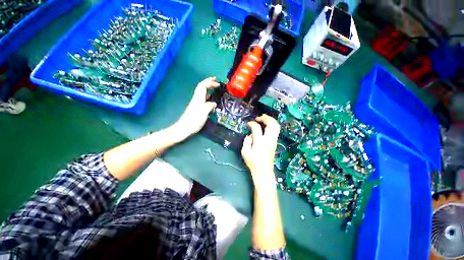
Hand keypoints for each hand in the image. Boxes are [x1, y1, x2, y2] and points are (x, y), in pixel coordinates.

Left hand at [174, 77, 219, 138]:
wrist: (184, 128)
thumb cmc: (194, 120)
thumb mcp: (204, 112)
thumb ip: (210, 106)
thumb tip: (214, 103)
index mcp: (198, 98)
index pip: (202, 86)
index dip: (209, 82)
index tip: (216, 81)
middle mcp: (196, 99)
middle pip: (201, 87)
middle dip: (208, 83)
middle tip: (216, 82)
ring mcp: (195, 103)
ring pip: (202, 92)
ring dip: (208, 88)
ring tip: (214, 88)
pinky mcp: (196, 108)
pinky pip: (202, 98)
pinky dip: (207, 95)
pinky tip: (210, 99)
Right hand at [241, 114, 280, 188]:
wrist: (263, 172)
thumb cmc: (253, 162)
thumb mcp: (245, 152)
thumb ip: (247, 141)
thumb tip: (251, 134)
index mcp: (260, 142)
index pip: (257, 128)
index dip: (252, 123)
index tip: (248, 124)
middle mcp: (269, 140)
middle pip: (272, 124)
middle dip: (265, 118)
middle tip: (258, 117)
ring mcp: (274, 141)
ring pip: (276, 126)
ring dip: (270, 120)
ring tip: (263, 119)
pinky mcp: (275, 143)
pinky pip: (276, 130)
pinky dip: (272, 125)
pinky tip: (266, 126)